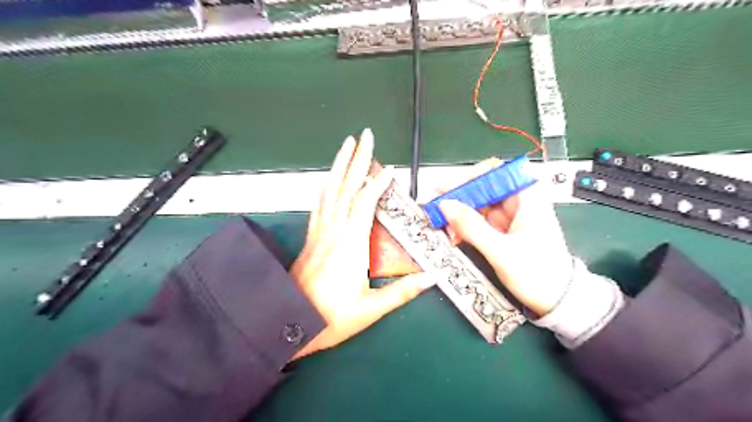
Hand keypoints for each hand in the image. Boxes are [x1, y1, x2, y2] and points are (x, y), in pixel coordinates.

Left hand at [293, 127, 438, 359]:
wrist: (290, 324)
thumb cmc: (332, 318)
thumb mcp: (371, 309)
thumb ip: (403, 292)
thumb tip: (433, 277)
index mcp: (350, 246)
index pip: (365, 204)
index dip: (378, 184)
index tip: (390, 169)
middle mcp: (333, 232)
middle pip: (346, 188)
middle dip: (356, 160)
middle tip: (365, 136)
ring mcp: (319, 233)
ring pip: (329, 191)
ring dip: (338, 166)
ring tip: (346, 145)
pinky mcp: (311, 237)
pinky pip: (319, 204)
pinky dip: (326, 186)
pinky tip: (328, 178)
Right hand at [438, 158, 573, 316]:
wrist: (557, 300)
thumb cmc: (539, 274)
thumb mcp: (501, 251)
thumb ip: (471, 227)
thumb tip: (446, 205)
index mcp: (527, 196)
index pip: (493, 172)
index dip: (467, 177)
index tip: (446, 188)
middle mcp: (518, 201)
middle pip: (481, 187)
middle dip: (458, 198)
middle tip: (437, 209)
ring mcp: (509, 215)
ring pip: (477, 204)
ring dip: (459, 214)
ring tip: (446, 227)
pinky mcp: (503, 229)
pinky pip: (478, 220)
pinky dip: (465, 226)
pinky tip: (456, 236)